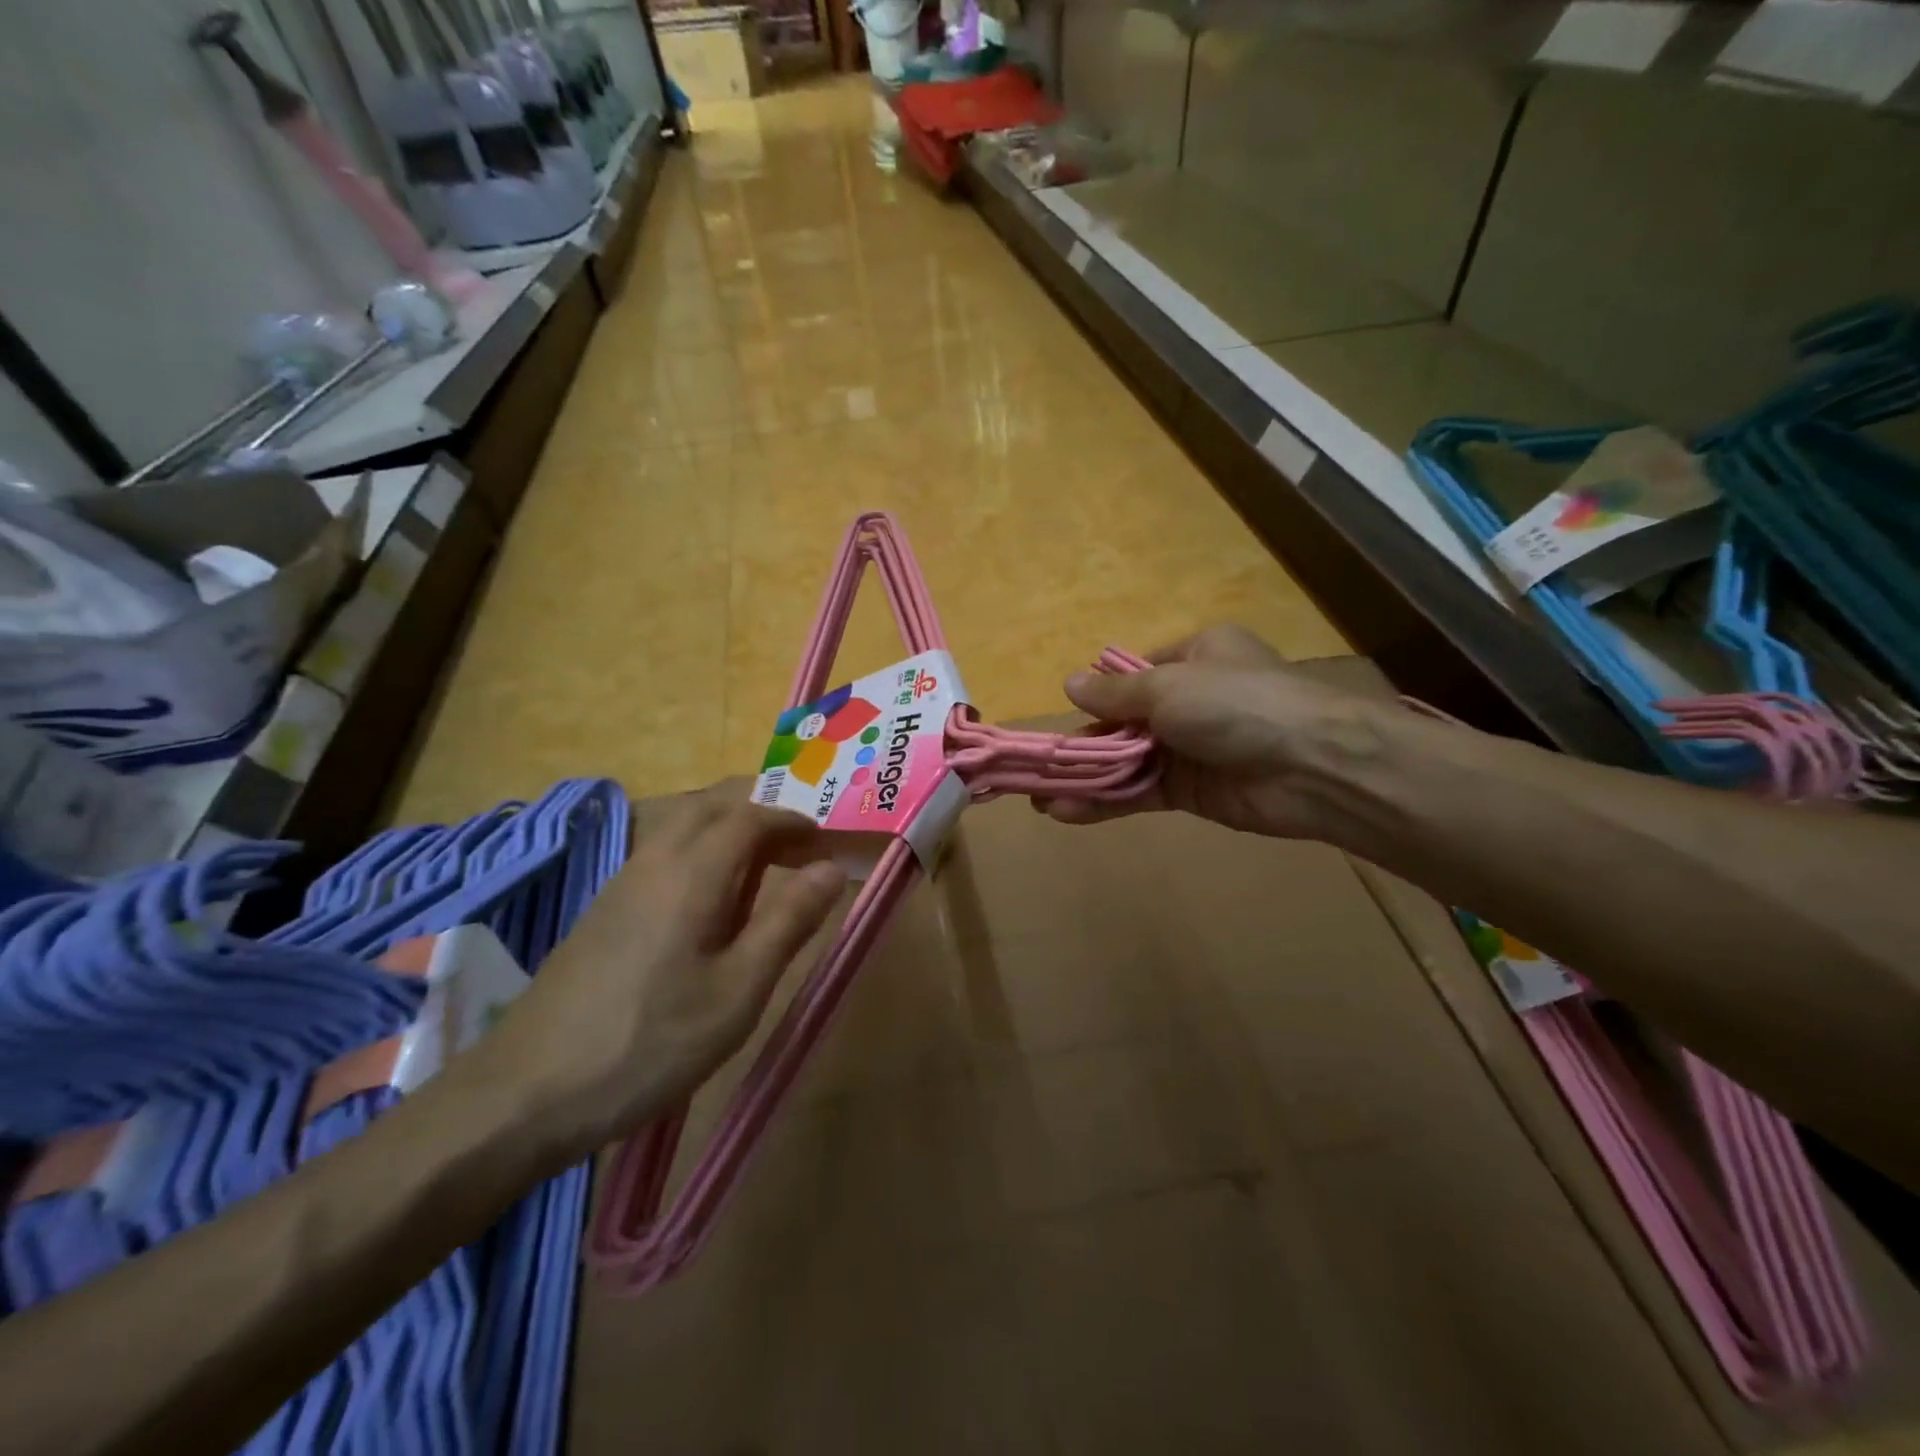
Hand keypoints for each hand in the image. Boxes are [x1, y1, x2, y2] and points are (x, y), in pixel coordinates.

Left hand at [468, 793, 845, 1157]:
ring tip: (765, 868)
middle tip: (799, 845)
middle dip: (761, 810)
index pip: (751, 815)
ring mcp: (622, 881)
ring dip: (729, 827)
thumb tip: (832, 868)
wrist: (525, 1092)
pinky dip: (701, 848)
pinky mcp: (604, 908)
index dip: (793, 821)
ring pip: (682, 823)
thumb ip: (788, 921)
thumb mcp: (738, 990)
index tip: (826, 842)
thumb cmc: (649, 1041)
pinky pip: (663, 850)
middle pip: (712, 804)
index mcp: (692, 871)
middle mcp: (654, 858)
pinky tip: (710, 900)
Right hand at [1035, 625, 1389, 839]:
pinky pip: (1139, 793)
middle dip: (1082, 744)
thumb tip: (1070, 684)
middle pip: (1124, 722)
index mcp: (1194, 656)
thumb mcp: (1168, 686)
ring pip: (1126, 762)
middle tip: (1038, 764)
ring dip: (1085, 777)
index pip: (1135, 674)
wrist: (1311, 765)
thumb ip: (1115, 693)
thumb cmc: (1237, 704)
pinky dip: (1105, 802)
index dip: (1100, 695)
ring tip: (1037, 796)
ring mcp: (1190, 748)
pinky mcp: (1191, 792)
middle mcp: (1190, 700)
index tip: (1068, 715)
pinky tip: (1066, 812)